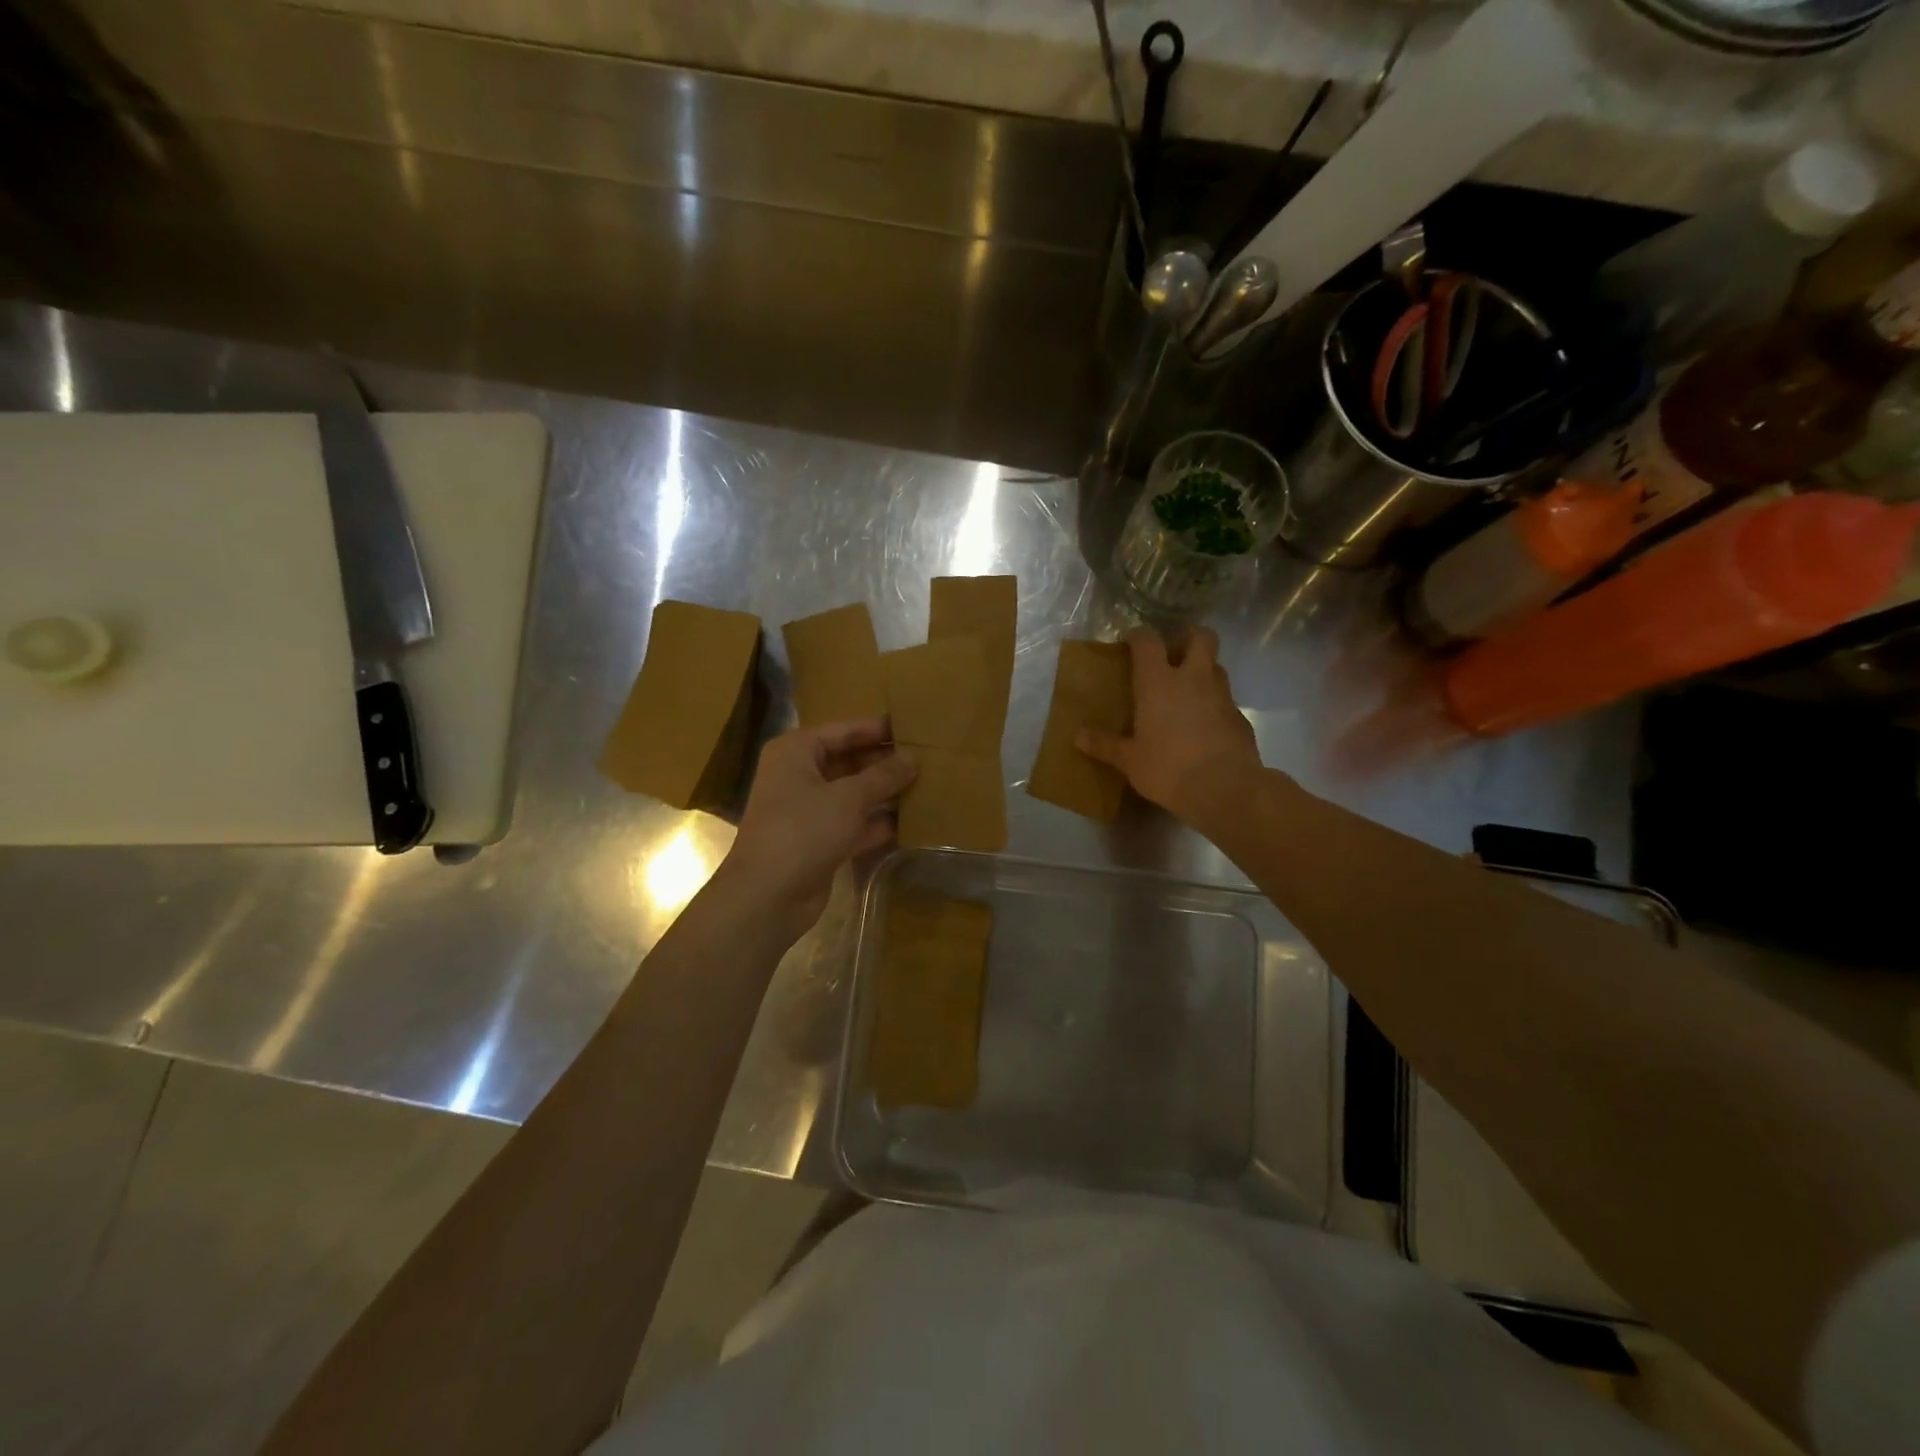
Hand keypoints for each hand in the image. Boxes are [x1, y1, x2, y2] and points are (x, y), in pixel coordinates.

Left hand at [717, 718, 915, 936]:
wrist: (769, 896)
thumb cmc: (804, 830)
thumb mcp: (849, 797)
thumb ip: (883, 776)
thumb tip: (913, 757)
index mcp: (795, 752)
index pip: (842, 731)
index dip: (876, 729)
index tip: (911, 727)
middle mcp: (798, 777)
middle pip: (848, 762)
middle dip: (884, 763)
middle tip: (925, 758)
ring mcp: (808, 811)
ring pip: (853, 795)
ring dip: (884, 793)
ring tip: (926, 785)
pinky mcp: (819, 842)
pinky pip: (854, 824)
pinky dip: (878, 823)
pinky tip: (912, 821)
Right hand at [1077, 627, 1260, 825]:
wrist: (1225, 789)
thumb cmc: (1168, 768)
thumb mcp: (1129, 760)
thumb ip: (1105, 744)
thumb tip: (1078, 735)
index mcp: (1158, 682)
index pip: (1148, 641)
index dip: (1139, 636)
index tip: (1131, 643)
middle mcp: (1193, 679)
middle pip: (1201, 637)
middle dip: (1189, 637)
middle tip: (1174, 654)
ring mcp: (1222, 696)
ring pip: (1216, 667)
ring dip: (1203, 671)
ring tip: (1187, 692)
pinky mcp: (1240, 717)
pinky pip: (1226, 700)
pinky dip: (1215, 705)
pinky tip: (1204, 727)